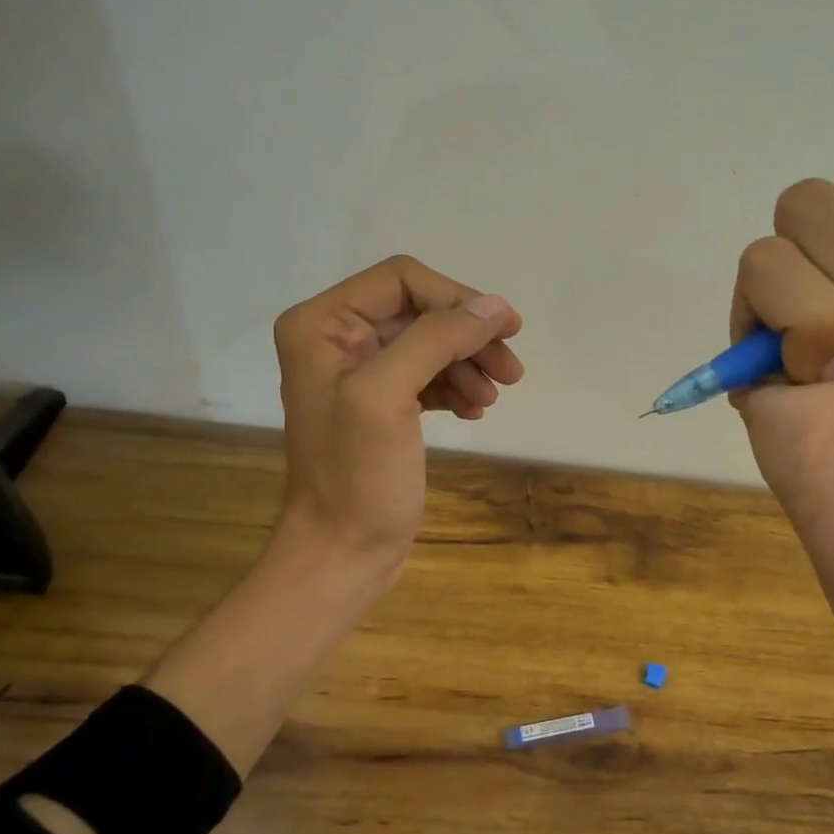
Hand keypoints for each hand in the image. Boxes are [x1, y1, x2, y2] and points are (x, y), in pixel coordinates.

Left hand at [271, 255, 523, 586]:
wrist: (342, 553)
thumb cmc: (356, 476)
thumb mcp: (388, 396)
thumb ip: (437, 339)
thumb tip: (494, 307)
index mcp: (322, 324)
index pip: (402, 280)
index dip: (455, 300)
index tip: (501, 332)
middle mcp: (336, 339)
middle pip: (421, 311)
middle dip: (468, 336)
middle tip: (511, 369)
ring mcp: (359, 373)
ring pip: (431, 343)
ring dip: (469, 362)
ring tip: (494, 397)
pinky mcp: (382, 405)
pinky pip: (428, 375)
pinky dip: (456, 386)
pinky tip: (474, 411)